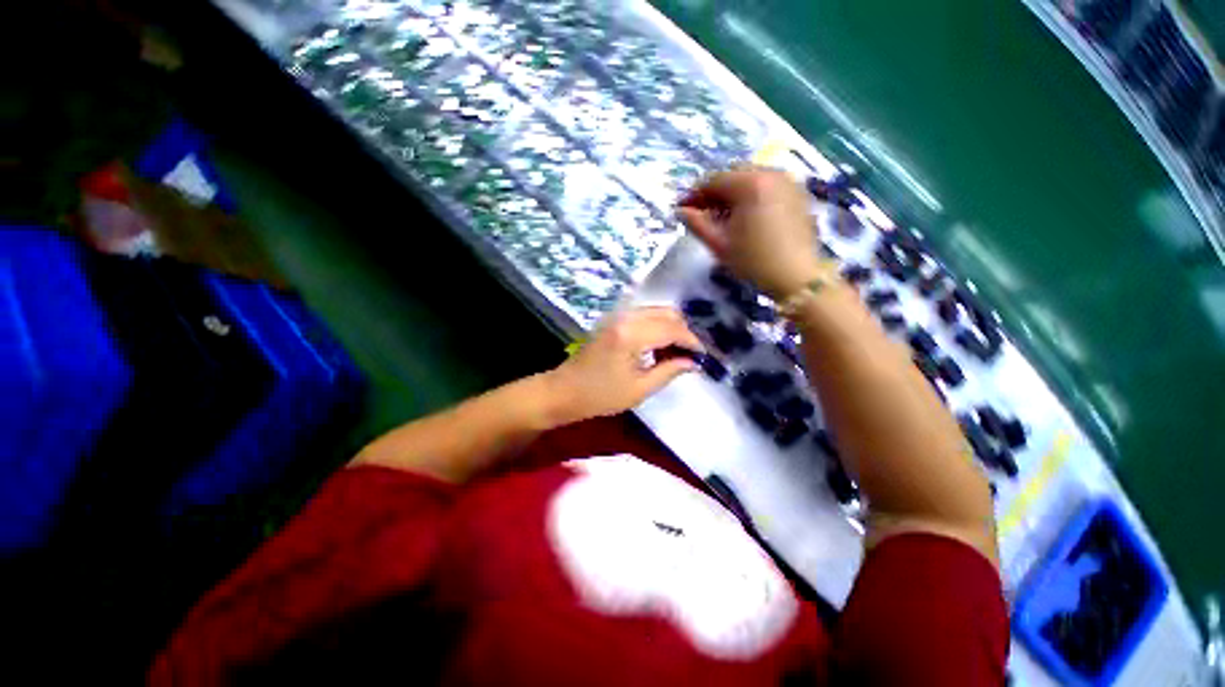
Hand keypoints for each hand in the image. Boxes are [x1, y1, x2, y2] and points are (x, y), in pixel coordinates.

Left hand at [546, 307, 703, 423]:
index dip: (692, 341)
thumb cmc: (600, 396)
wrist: (563, 391)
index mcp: (632, 334)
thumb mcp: (639, 389)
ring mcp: (618, 316)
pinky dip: (658, 325)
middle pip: (667, 313)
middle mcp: (626, 317)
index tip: (704, 356)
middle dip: (684, 331)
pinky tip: (661, 346)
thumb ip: (669, 371)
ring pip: (656, 311)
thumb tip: (693, 362)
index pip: (673, 329)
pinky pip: (644, 315)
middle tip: (693, 354)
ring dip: (672, 327)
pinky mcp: (613, 320)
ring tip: (679, 352)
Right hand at [678, 167, 822, 299]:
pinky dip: (757, 195)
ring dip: (737, 193)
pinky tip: (752, 216)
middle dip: (718, 192)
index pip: (712, 181)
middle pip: (733, 176)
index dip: (695, 195)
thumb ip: (697, 223)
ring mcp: (787, 182)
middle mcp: (769, 174)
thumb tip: (682, 210)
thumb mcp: (720, 244)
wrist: (800, 280)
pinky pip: (770, 186)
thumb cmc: (756, 262)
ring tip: (730, 216)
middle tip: (707, 213)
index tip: (684, 210)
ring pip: (752, 179)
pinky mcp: (799, 194)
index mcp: (748, 182)